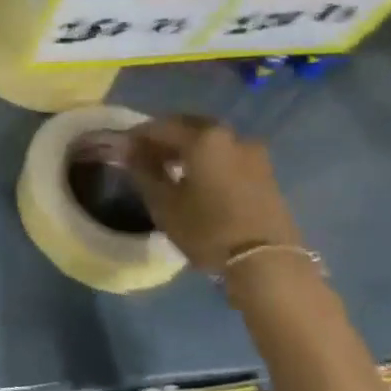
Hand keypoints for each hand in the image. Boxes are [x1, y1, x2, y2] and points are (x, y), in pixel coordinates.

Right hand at [128, 116, 304, 273]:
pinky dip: (208, 160)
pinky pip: (227, 155)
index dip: (137, 136)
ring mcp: (253, 153)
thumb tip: (128, 149)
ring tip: (170, 170)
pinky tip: (197, 180)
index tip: (122, 149)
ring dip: (188, 149)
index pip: (160, 127)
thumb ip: (143, 170)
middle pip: (189, 127)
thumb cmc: (207, 229)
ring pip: (211, 141)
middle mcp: (230, 136)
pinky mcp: (266, 173)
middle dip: (165, 138)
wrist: (267, 263)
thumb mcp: (164, 203)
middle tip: (145, 156)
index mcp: (203, 138)